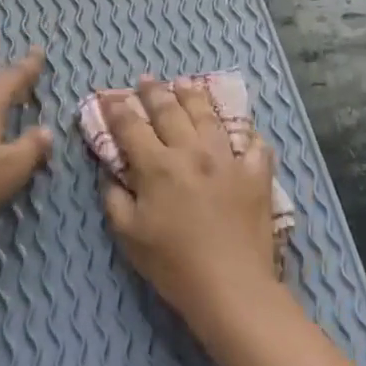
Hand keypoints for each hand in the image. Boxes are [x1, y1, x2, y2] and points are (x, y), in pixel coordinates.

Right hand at [100, 77, 285, 338]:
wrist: (230, 285)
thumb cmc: (172, 264)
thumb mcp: (128, 234)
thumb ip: (115, 197)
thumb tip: (110, 173)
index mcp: (157, 166)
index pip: (131, 127)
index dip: (117, 109)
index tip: (109, 97)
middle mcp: (192, 152)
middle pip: (171, 111)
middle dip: (154, 92)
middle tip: (146, 80)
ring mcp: (228, 159)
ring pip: (210, 116)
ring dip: (194, 96)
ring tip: (185, 85)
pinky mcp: (256, 174)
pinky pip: (253, 143)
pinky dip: (245, 132)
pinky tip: (239, 128)